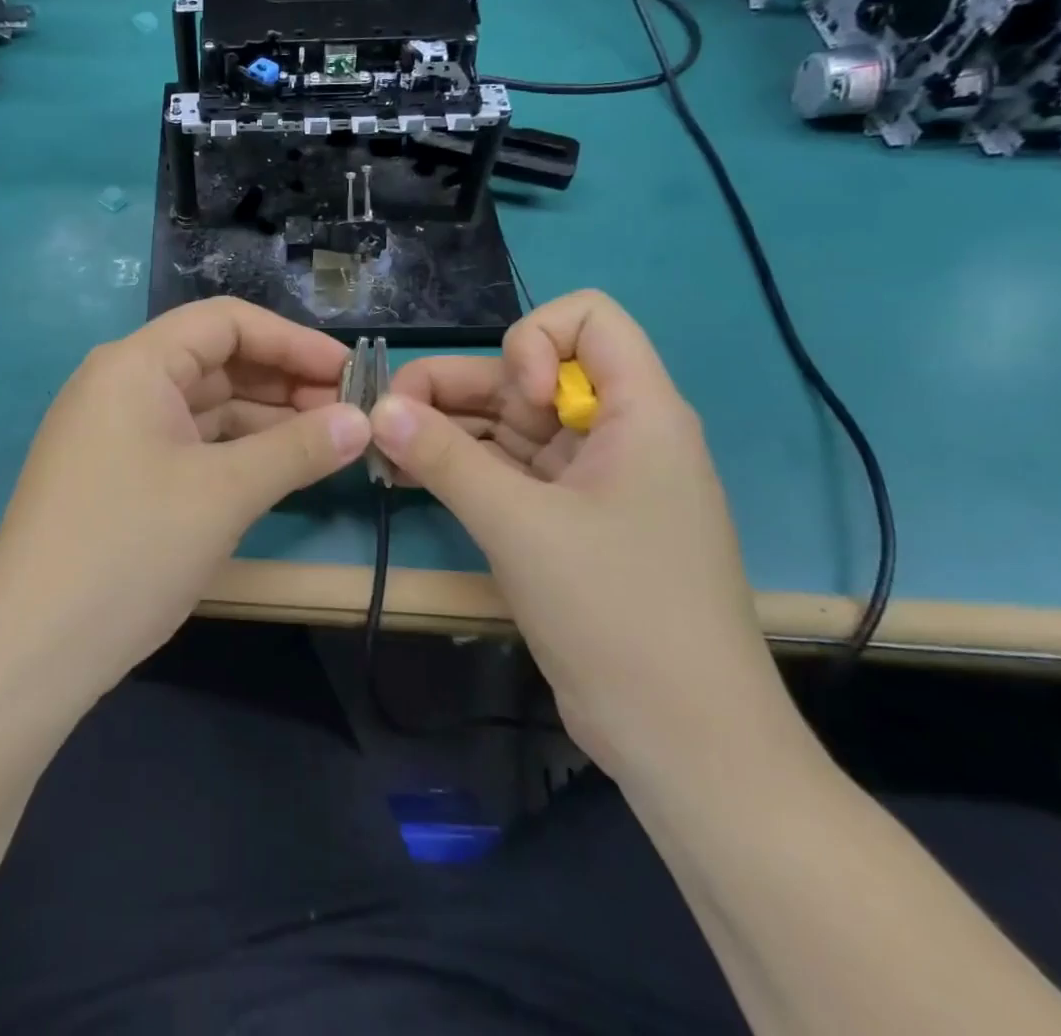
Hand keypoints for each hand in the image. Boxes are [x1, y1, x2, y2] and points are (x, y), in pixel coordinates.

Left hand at [0, 297, 371, 699]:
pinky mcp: (119, 474)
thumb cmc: (131, 550)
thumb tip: (364, 419)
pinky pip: (189, 443)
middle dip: (284, 382)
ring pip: (205, 406)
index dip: (292, 340)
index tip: (349, 370)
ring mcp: (116, 431)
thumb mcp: (225, 494)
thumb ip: (299, 448)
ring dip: (266, 419)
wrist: (34, 649)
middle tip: (348, 412)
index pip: (225, 322)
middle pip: (216, 361)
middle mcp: (121, 384)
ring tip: (329, 440)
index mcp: (135, 365)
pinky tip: (281, 467)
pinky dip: (236, 450)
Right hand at [372, 290, 795, 783]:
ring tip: (382, 448)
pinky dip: (458, 467)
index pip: (587, 317)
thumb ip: (444, 458)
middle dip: (455, 386)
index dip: (535, 341)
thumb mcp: (522, 527)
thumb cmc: (619, 613)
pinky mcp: (564, 521)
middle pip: (526, 373)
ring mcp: (587, 480)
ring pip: (507, 424)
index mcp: (639, 413)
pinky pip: (504, 471)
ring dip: (445, 428)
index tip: (517, 400)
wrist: (683, 742)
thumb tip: (377, 408)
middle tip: (385, 416)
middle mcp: (614, 433)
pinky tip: (405, 474)